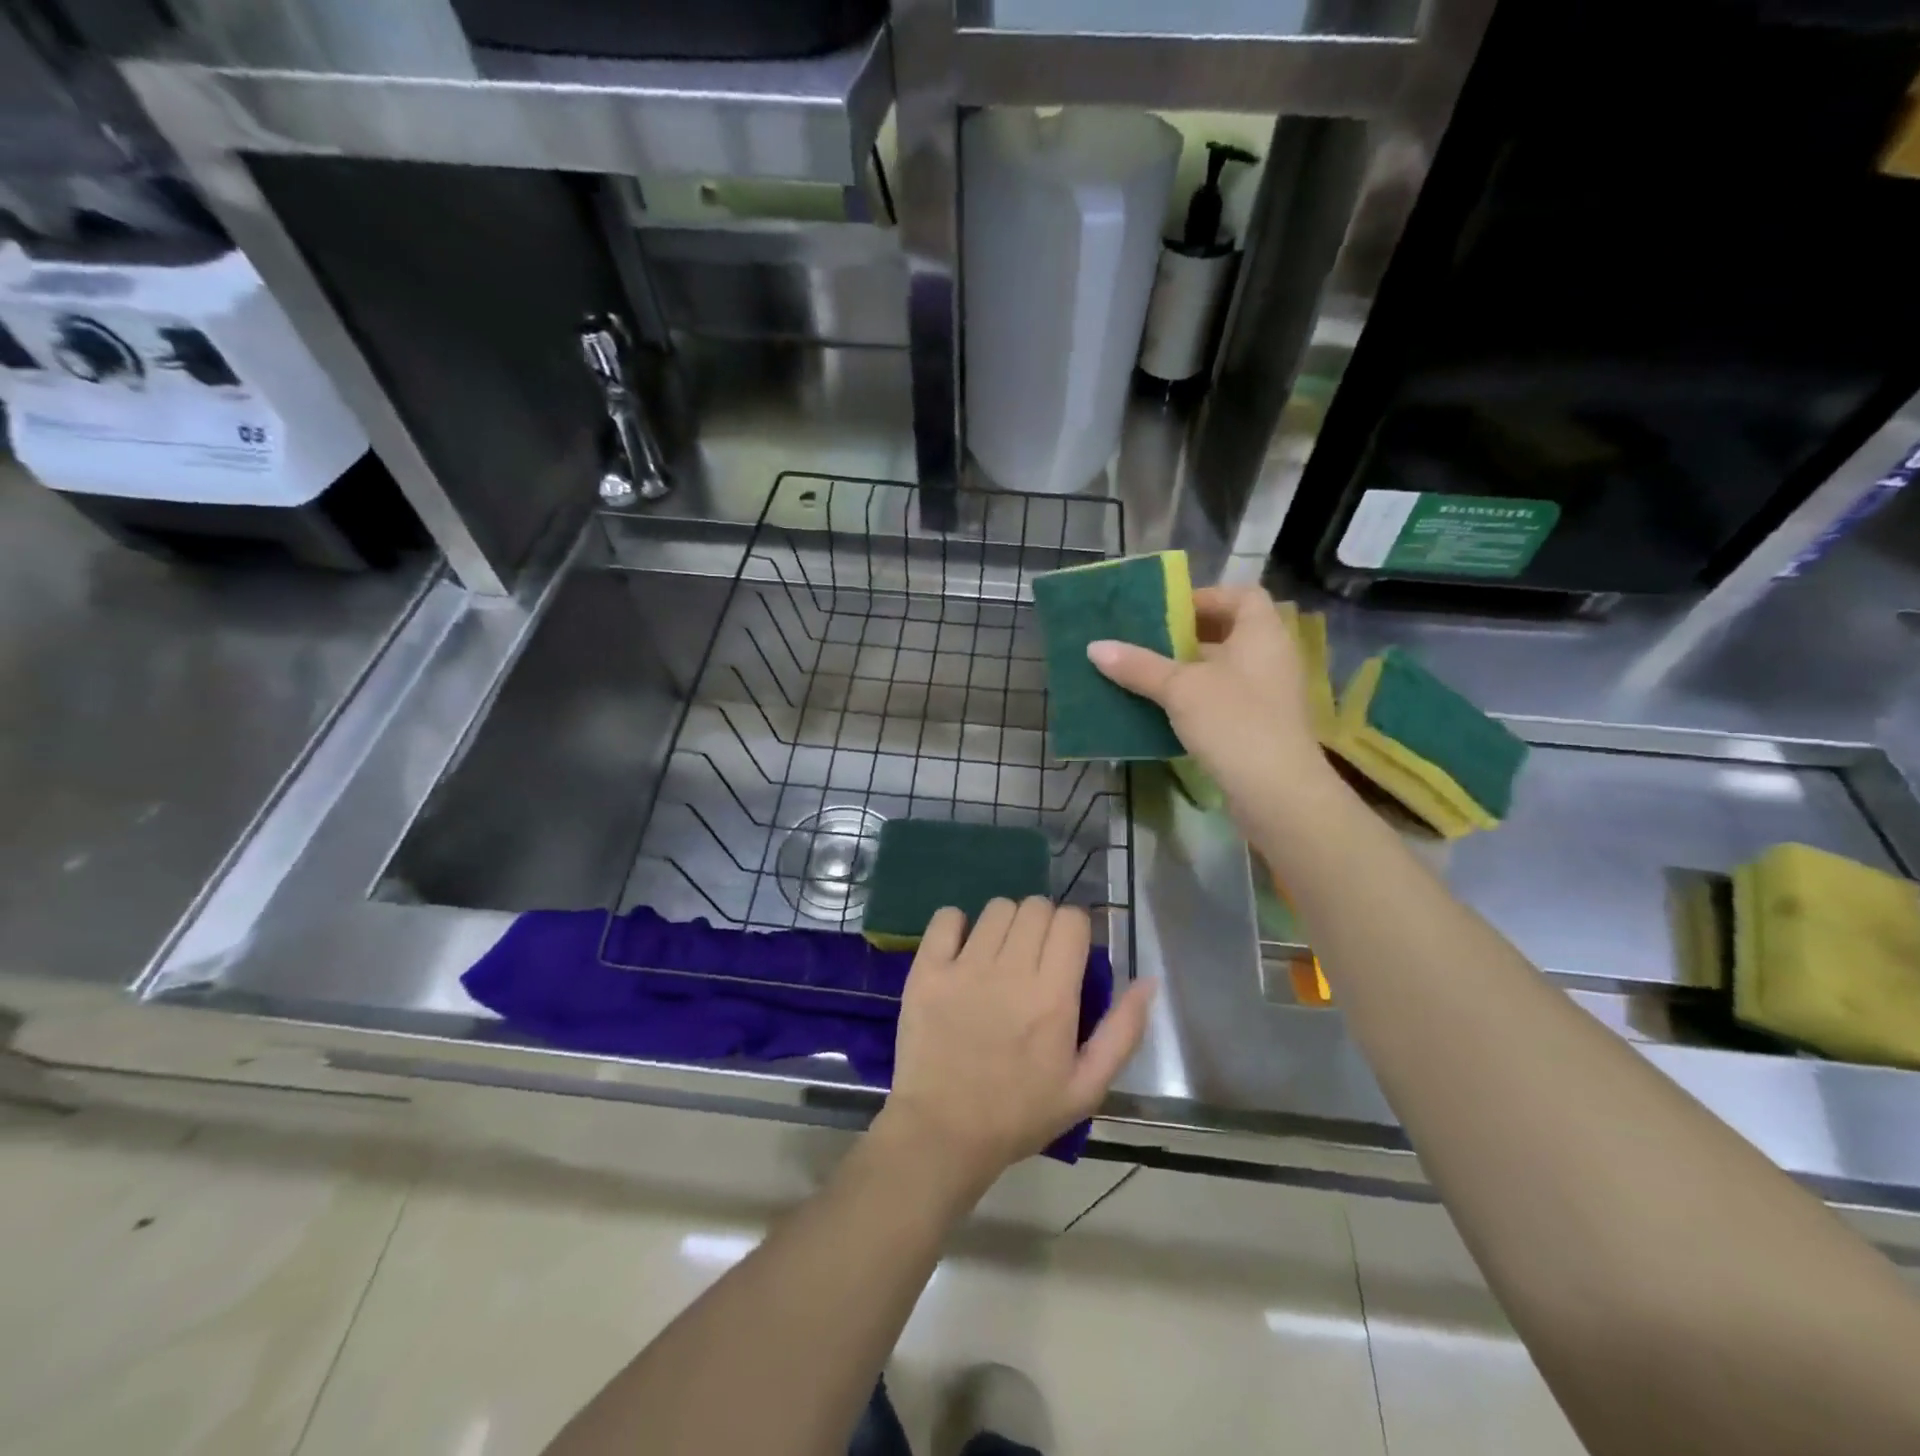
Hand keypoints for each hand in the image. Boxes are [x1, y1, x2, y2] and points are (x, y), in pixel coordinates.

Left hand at [880, 897, 1153, 1188]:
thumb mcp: (1086, 1088)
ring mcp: (964, 967)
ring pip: (997, 908)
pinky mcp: (927, 970)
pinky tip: (962, 950)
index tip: (1069, 953)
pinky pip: (946, 916)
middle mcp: (1010, 971)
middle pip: (1036, 906)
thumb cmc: (1019, 1115)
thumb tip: (1148, 981)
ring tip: (1001, 954)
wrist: (943, 1133)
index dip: (1075, 930)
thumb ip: (1123, 1032)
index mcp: (1053, 996)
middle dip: (1044, 923)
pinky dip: (957, 924)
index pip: (1072, 920)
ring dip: (1006, 923)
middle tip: (1037, 956)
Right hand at [1087, 585, 1333, 824]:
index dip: (1206, 597)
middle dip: (1188, 636)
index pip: (1242, 596)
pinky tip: (1165, 712)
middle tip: (1147, 642)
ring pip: (1225, 670)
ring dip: (1189, 671)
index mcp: (1262, 633)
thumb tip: (1095, 646)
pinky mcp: (1261, 727)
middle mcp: (1272, 658)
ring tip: (1147, 675)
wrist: (1277, 792)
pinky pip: (1226, 700)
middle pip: (1230, 633)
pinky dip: (1198, 700)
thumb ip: (1139, 666)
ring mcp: (1270, 695)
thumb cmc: (1233, 722)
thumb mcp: (1180, 689)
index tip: (1168, 611)